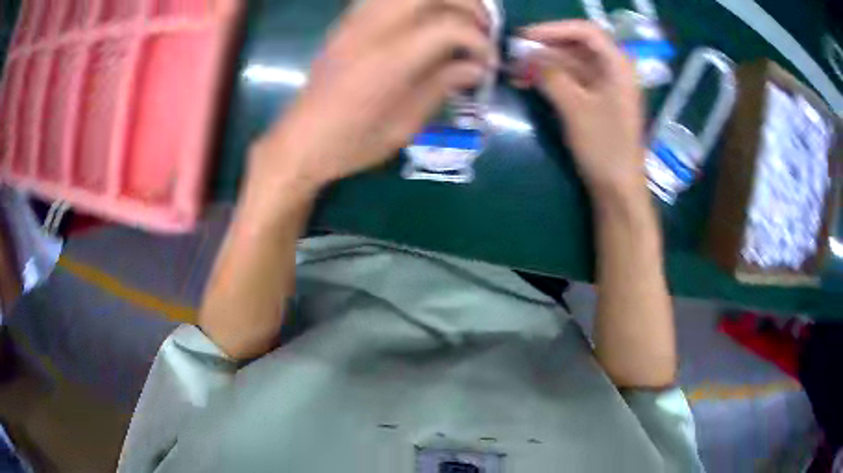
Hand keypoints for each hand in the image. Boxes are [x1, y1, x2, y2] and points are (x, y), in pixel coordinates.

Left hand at [248, 0, 496, 198]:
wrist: (300, 142)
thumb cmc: (352, 144)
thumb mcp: (405, 125)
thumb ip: (442, 86)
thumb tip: (476, 67)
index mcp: (389, 61)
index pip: (449, 27)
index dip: (478, 40)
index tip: (488, 63)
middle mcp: (372, 30)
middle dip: (466, 5)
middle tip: (481, 29)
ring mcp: (355, 23)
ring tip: (458, 19)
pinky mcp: (346, 24)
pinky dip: (414, 2)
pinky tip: (425, 19)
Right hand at [522, 21, 645, 195]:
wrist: (618, 188)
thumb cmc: (604, 147)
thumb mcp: (575, 108)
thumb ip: (550, 76)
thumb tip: (527, 57)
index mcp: (618, 66)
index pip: (586, 32)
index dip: (554, 29)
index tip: (525, 37)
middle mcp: (614, 70)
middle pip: (577, 45)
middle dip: (545, 47)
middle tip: (515, 53)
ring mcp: (606, 86)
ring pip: (572, 63)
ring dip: (544, 64)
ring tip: (515, 69)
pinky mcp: (598, 100)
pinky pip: (572, 80)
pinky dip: (551, 79)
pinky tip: (528, 82)